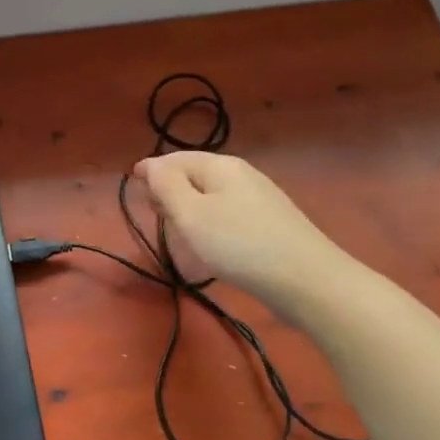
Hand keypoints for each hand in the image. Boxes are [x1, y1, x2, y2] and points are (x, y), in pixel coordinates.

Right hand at [131, 151, 345, 307]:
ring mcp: (260, 200)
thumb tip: (150, 165)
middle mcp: (242, 175)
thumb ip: (166, 186)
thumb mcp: (191, 214)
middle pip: (196, 174)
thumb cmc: (239, 245)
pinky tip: (210, 243)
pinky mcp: (271, 225)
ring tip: (176, 228)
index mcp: (221, 166)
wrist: (308, 281)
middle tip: (152, 209)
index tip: (132, 183)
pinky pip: (229, 214)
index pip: (176, 158)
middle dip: (170, 187)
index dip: (151, 169)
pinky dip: (210, 222)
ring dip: (189, 207)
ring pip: (213, 196)